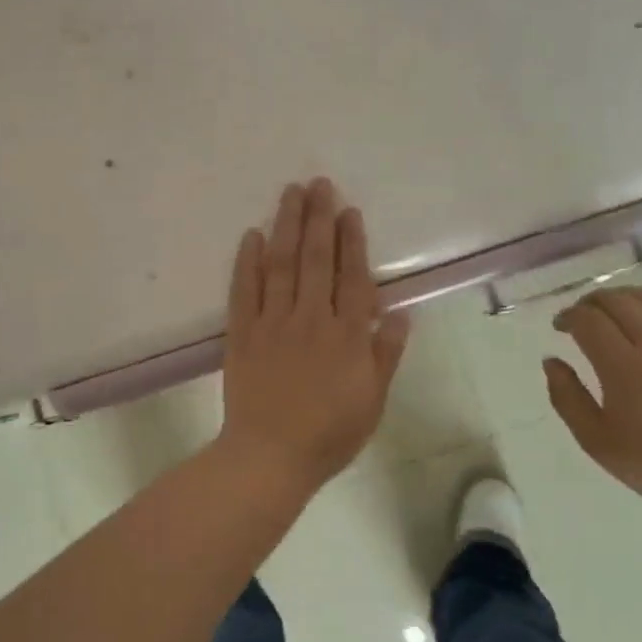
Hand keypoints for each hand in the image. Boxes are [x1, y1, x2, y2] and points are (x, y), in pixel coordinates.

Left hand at [218, 179, 410, 493]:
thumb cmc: (329, 435)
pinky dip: (248, 261)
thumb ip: (385, 356)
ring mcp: (273, 323)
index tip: (349, 211)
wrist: (269, 457)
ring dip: (286, 225)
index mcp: (347, 336)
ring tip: (290, 193)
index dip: (352, 242)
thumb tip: (400, 314)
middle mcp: (311, 319)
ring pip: (281, 264)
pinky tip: (251, 235)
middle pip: (316, 259)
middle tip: (319, 183)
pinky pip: (244, 290)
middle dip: (318, 218)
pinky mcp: (241, 333)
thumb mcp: (372, 401)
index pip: (352, 277)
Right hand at [544, 285, 641, 519]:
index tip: (558, 327)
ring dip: (620, 298)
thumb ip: (565, 396)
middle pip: (617, 301)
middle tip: (576, 318)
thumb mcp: (593, 438)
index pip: (589, 320)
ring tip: (606, 313)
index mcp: (625, 368)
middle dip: (589, 302)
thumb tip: (551, 361)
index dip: (567, 316)